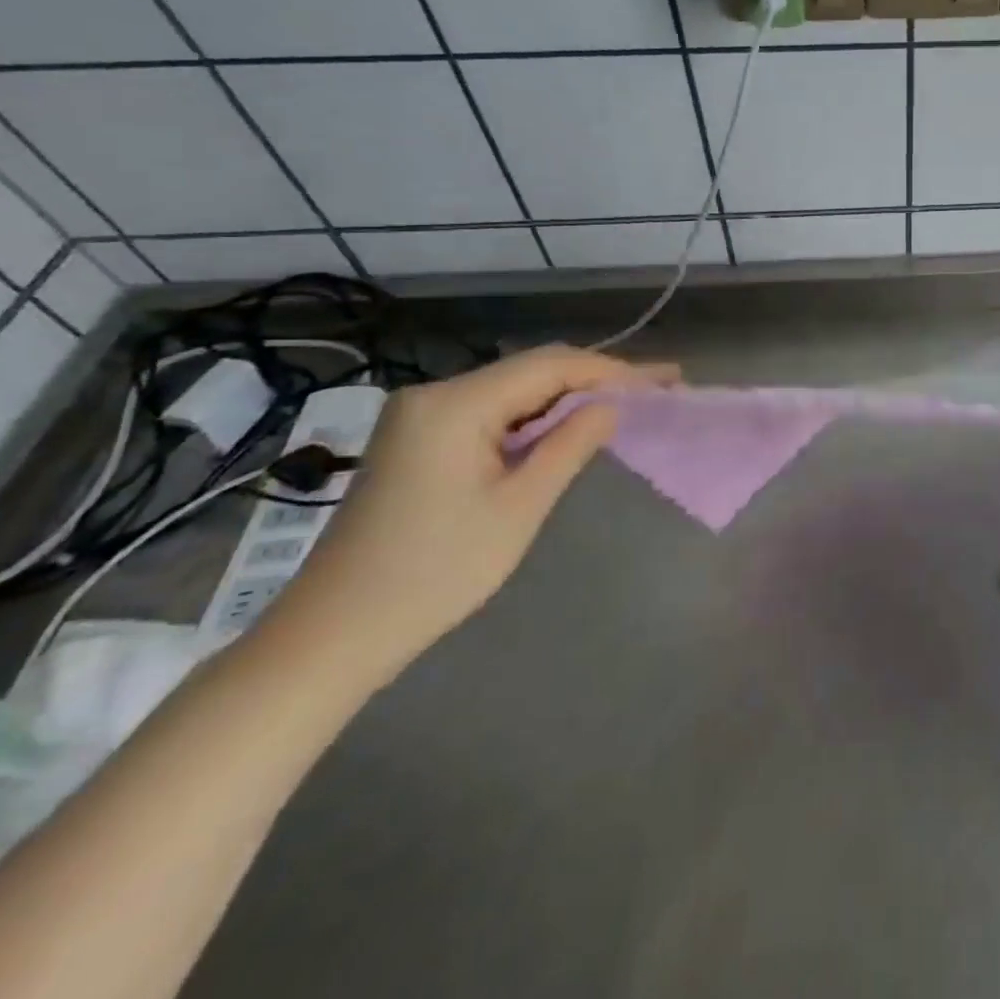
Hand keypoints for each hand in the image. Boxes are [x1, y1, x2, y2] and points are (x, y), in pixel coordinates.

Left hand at [263, 344, 678, 682]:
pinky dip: (535, 419)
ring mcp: (421, 416)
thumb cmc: (435, 572)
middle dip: (597, 379)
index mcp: (455, 404)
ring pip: (513, 391)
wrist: (333, 634)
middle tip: (656, 390)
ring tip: (625, 407)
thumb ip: (570, 445)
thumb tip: (611, 406)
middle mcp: (434, 394)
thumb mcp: (519, 507)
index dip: (615, 370)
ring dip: (568, 398)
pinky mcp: (418, 439)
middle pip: (532, 371)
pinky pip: (491, 413)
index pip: (552, 365)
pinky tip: (566, 429)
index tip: (666, 380)